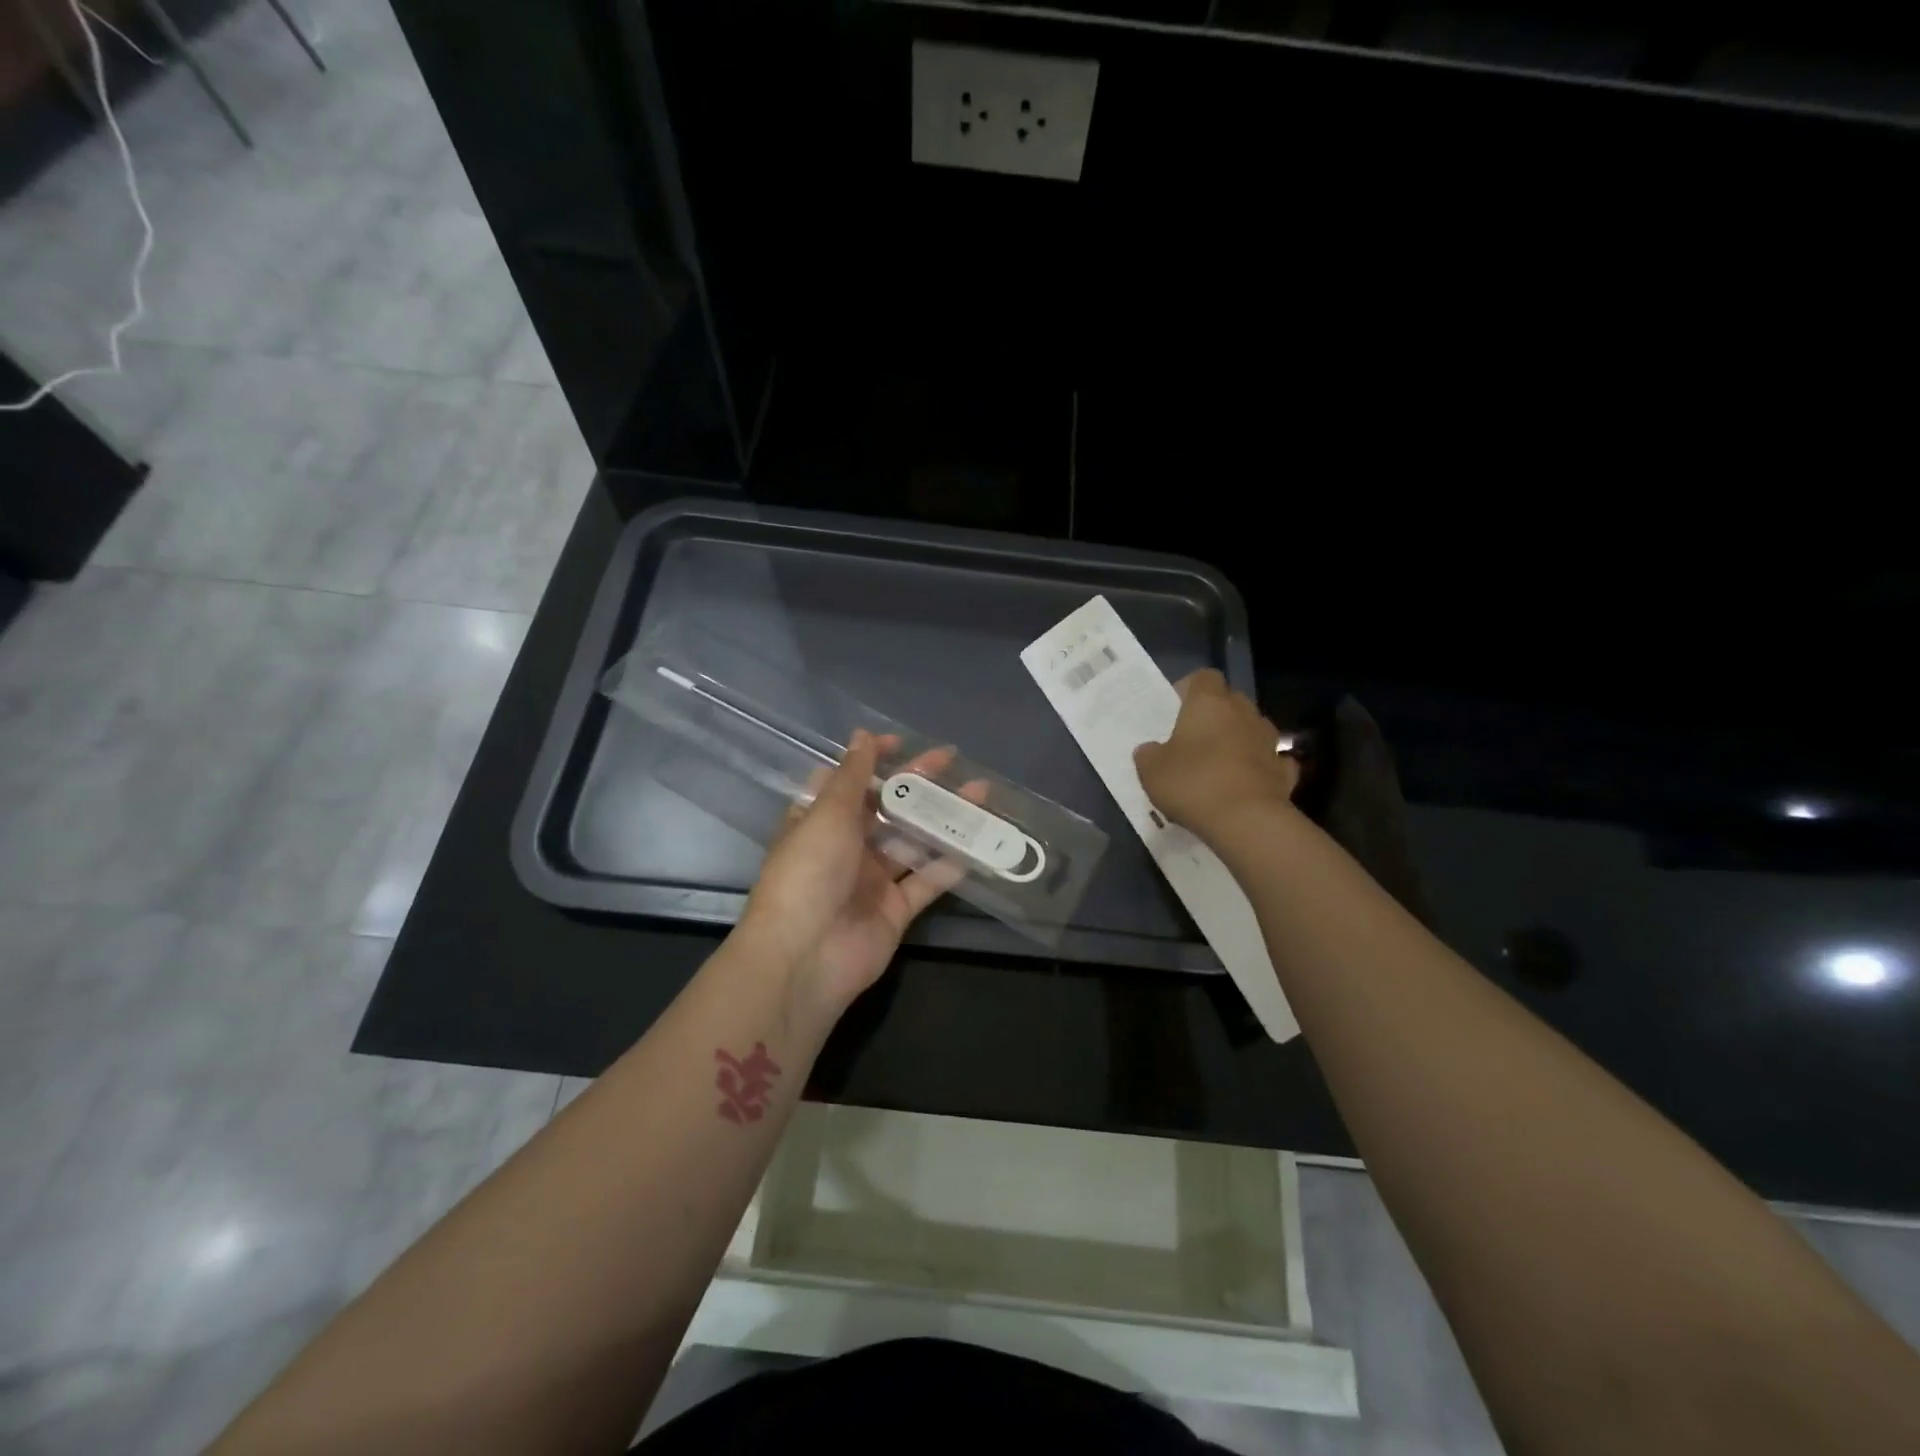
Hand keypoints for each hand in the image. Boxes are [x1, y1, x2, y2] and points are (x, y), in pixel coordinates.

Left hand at [738, 730, 978, 1020]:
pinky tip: (978, 840)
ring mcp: (873, 880)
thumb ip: (852, 776)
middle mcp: (846, 847)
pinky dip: (952, 863)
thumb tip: (862, 735)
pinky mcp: (897, 910)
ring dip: (943, 818)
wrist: (805, 957)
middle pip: (887, 808)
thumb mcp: (827, 814)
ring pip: (913, 841)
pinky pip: (928, 881)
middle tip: (951, 759)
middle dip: (917, 783)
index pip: (848, 781)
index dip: (872, 760)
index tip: (901, 743)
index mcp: (820, 821)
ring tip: (979, 793)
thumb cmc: (808, 874)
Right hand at [1133, 669, 1299, 838]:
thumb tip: (1150, 749)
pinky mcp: (1284, 771)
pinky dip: (1259, 768)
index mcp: (1209, 703)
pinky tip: (1246, 784)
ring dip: (1239, 739)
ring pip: (1252, 729)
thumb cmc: (1192, 783)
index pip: (1204, 676)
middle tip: (1193, 737)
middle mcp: (1243, 713)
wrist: (1246, 821)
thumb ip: (1148, 754)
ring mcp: (1269, 741)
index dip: (1189, 689)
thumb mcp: (1151, 770)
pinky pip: (1270, 761)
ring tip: (1219, 762)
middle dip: (1215, 714)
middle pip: (1231, 700)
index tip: (1175, 709)